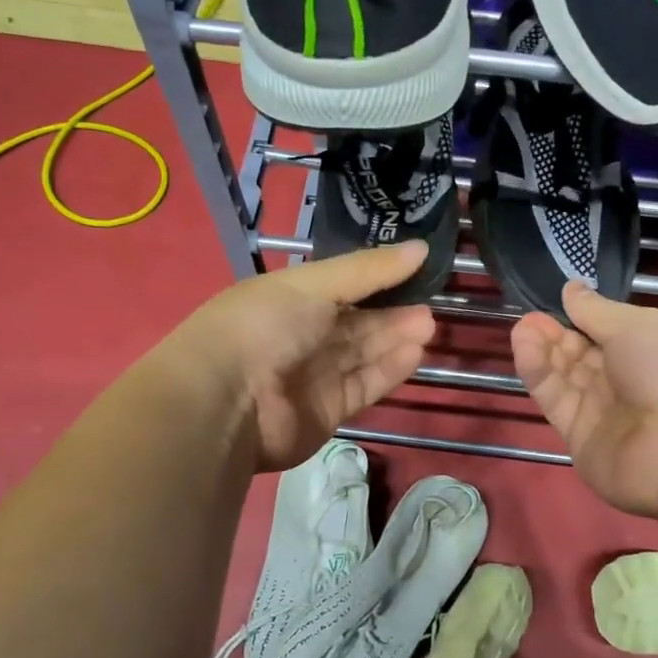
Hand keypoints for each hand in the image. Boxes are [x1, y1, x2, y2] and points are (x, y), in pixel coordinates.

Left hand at [171, 243, 435, 471]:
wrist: (228, 401)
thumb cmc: (266, 325)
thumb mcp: (315, 284)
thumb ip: (369, 269)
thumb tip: (421, 247)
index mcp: (289, 299)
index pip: (341, 285)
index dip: (377, 278)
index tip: (417, 269)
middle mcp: (301, 336)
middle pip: (356, 322)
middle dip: (392, 312)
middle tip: (430, 304)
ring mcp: (314, 375)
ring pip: (363, 353)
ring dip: (395, 338)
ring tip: (428, 325)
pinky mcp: (328, 410)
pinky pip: (364, 385)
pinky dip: (388, 369)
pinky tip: (414, 353)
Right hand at [511, 282, 657, 516]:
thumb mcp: (638, 325)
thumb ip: (597, 311)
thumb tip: (572, 289)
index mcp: (655, 349)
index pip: (611, 331)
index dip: (583, 316)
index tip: (558, 300)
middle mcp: (630, 381)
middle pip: (584, 354)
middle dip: (558, 333)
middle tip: (531, 316)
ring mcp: (605, 412)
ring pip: (566, 376)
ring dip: (544, 350)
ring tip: (522, 328)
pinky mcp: (581, 438)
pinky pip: (557, 401)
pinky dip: (540, 375)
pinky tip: (525, 348)